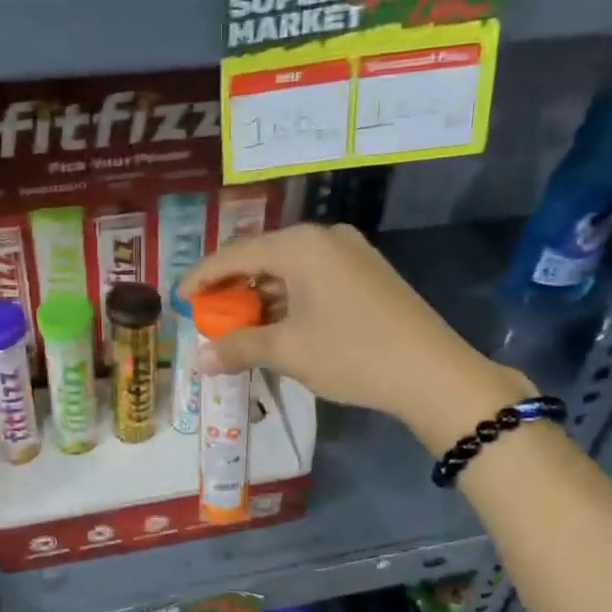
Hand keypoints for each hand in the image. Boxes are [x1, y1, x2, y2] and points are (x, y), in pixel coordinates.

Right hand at [177, 223, 525, 432]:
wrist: (432, 373)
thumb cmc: (351, 354)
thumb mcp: (288, 351)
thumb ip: (238, 347)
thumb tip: (199, 359)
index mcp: (300, 245)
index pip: (235, 254)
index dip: (202, 278)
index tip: (179, 298)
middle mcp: (324, 238)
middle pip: (262, 258)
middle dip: (233, 289)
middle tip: (208, 316)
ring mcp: (352, 253)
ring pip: (290, 270)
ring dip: (262, 297)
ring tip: (240, 327)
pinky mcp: (368, 274)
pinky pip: (314, 279)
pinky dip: (290, 300)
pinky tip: (280, 326)